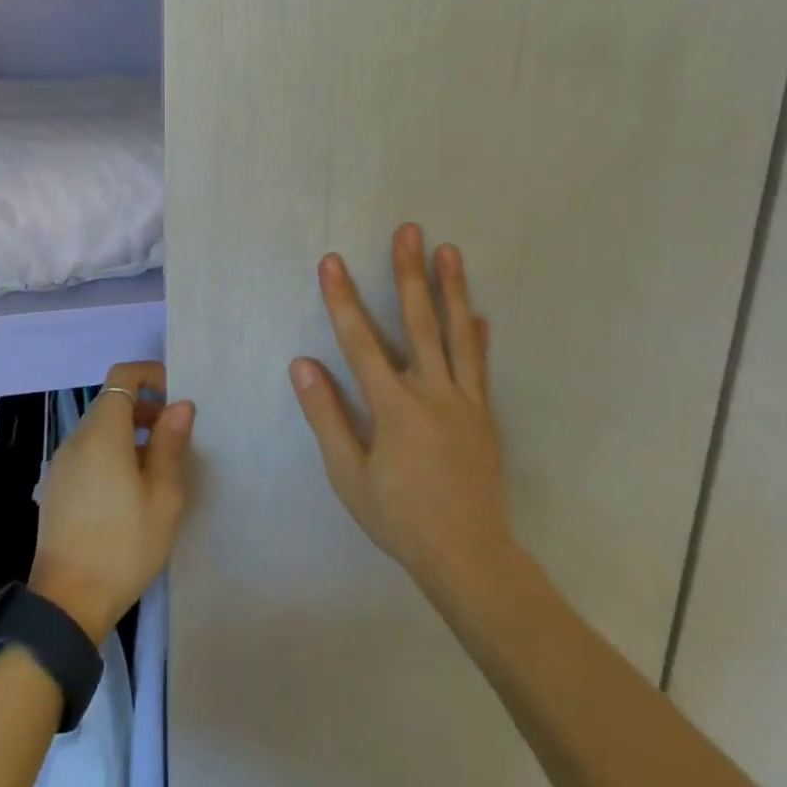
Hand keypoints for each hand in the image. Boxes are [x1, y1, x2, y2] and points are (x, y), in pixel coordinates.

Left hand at [30, 362, 195, 643]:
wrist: (67, 602)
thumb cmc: (123, 545)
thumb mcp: (162, 496)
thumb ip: (170, 444)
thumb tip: (180, 404)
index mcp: (102, 433)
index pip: (122, 376)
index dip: (150, 375)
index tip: (176, 397)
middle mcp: (76, 439)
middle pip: (111, 402)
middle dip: (145, 407)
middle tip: (175, 437)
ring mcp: (61, 463)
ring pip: (99, 428)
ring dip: (129, 432)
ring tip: (158, 468)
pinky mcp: (56, 487)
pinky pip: (88, 452)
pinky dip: (111, 452)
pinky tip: (129, 491)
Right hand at [290, 225, 516, 604]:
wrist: (468, 555)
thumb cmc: (399, 516)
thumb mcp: (349, 475)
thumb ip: (326, 416)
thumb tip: (302, 364)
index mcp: (394, 406)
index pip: (361, 341)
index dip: (343, 299)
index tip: (332, 261)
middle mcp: (432, 392)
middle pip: (418, 321)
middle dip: (408, 273)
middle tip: (408, 231)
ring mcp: (464, 401)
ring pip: (457, 333)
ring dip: (451, 288)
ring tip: (448, 250)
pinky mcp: (484, 414)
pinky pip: (480, 366)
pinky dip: (478, 336)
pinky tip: (480, 314)